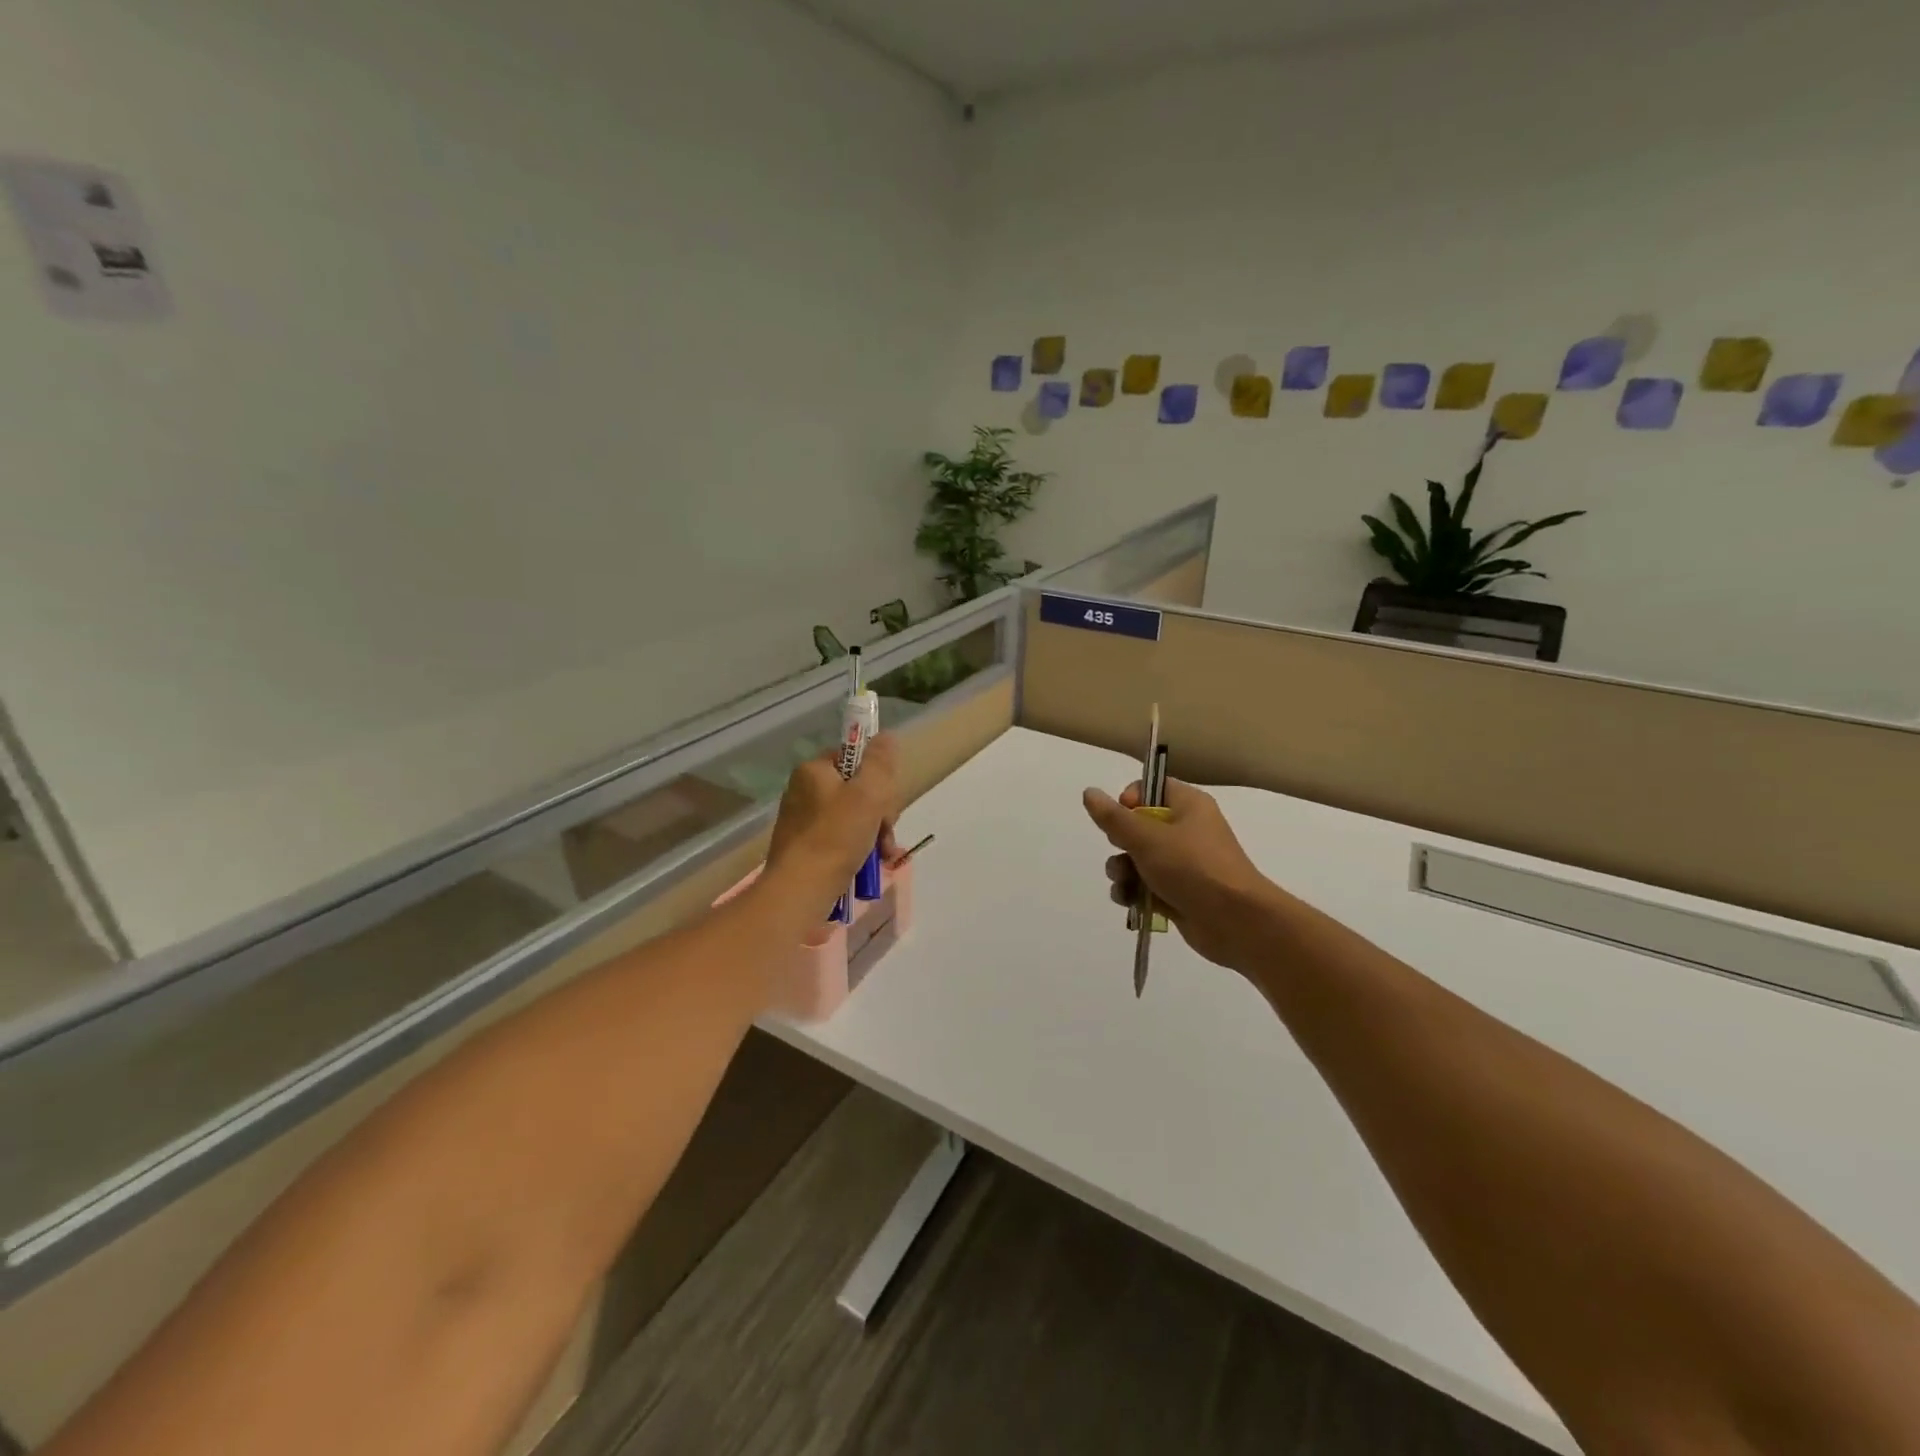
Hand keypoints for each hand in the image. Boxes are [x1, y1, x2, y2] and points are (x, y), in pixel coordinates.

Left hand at [765, 734, 900, 910]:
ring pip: (853, 817)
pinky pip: (841, 838)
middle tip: (886, 833)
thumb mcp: (868, 794)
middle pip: (858, 789)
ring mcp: (802, 820)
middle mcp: (804, 790)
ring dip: (874, 833)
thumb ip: (880, 762)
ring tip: (883, 856)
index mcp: (814, 770)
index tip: (887, 802)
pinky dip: (858, 849)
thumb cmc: (836, 837)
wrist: (800, 891)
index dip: (878, 778)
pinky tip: (870, 865)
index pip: (855, 759)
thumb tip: (886, 736)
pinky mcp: (804, 847)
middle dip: (880, 812)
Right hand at [1082, 777, 1276, 971]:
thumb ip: (1114, 817)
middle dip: (1120, 843)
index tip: (1122, 818)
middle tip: (1125, 853)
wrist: (1235, 922)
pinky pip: (1145, 885)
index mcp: (1188, 805)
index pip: (1150, 788)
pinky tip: (1129, 902)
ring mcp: (1183, 864)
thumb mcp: (1147, 838)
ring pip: (1137, 859)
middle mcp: (1187, 830)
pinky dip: (1134, 892)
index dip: (1129, 800)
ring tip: (1124, 884)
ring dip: (1122, 871)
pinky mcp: (1178, 893)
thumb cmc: (1193, 868)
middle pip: (1138, 826)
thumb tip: (1089, 792)